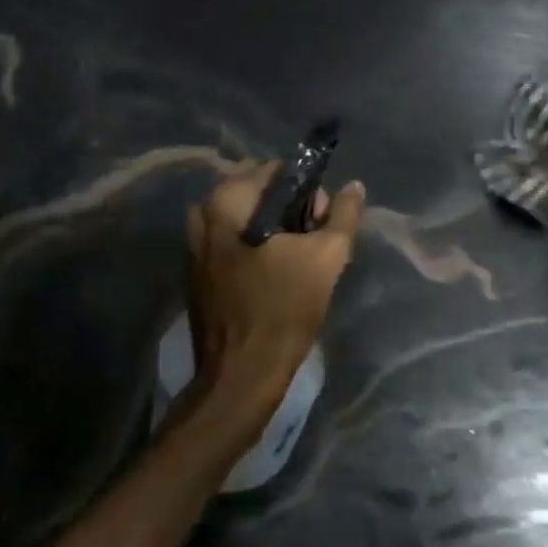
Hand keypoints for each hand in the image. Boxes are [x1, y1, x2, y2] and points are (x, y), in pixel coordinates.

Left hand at [185, 163, 365, 422]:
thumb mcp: (326, 257)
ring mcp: (193, 248)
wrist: (241, 376)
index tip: (322, 214)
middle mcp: (202, 217)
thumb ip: (343, 215)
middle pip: (255, 192)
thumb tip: (353, 186)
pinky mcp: (197, 275)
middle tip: (313, 234)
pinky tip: (276, 273)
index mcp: (226, 204)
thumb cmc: (283, 309)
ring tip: (297, 254)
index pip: (273, 169)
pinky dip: (254, 246)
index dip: (305, 186)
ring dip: (272, 226)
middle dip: (288, 205)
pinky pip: (230, 242)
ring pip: (243, 219)